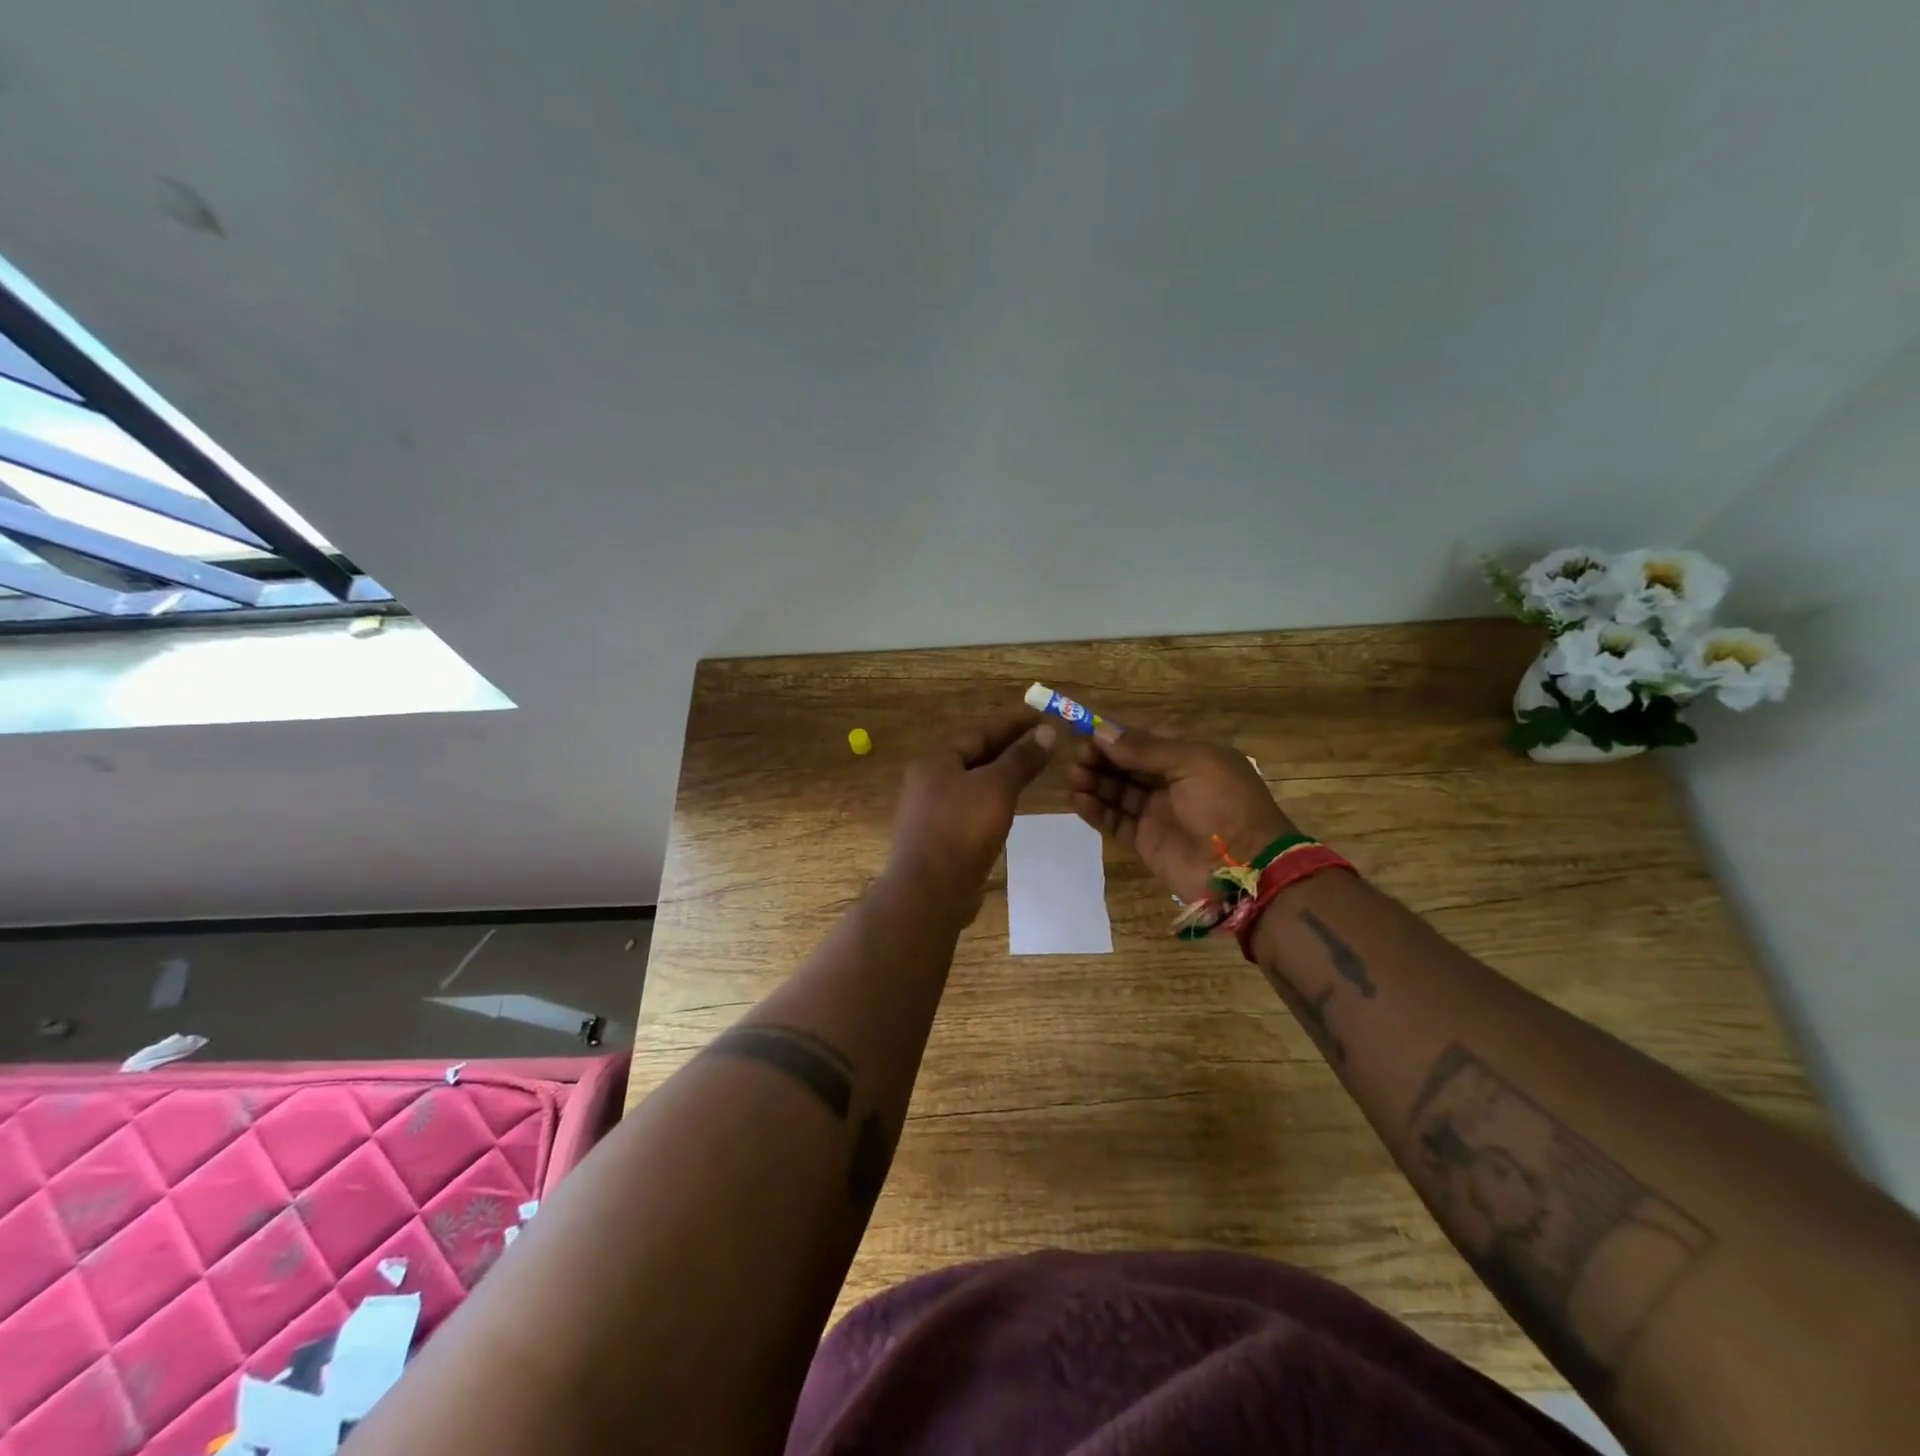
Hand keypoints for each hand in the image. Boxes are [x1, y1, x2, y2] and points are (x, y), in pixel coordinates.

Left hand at [886, 714, 1056, 922]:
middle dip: (1006, 749)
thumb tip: (1046, 731)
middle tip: (1041, 743)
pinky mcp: (938, 838)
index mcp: (936, 761)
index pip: (979, 733)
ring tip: (1029, 772)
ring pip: (971, 784)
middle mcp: (928, 781)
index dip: (1012, 725)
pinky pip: (969, 809)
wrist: (929, 891)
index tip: (1042, 718)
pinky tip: (1008, 808)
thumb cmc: (962, 829)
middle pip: (972, 757)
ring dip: (999, 776)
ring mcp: (930, 812)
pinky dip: (991, 802)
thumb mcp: (997, 787)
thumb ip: (1021, 759)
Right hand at [1067, 729, 1295, 902]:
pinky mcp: (1145, 840)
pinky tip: (1079, 800)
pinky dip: (1096, 810)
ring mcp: (1157, 812)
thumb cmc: (1225, 803)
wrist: (1245, 867)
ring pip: (1117, 791)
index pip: (1145, 738)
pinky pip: (1115, 820)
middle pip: (1127, 764)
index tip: (1088, 732)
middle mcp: (1172, 781)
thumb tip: (1101, 732)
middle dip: (1101, 758)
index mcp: (1190, 756)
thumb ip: (1145, 748)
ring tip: (1074, 777)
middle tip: (1077, 757)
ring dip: (1095, 781)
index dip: (1117, 735)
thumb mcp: (1193, 762)